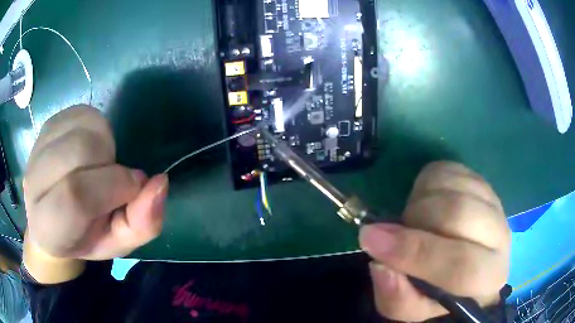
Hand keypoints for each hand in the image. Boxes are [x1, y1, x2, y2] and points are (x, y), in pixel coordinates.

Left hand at [23, 106, 167, 282]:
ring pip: (81, 127)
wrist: (49, 219)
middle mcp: (34, 182)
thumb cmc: (84, 237)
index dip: (112, 187)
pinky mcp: (47, 125)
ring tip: (100, 165)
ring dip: (104, 144)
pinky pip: (81, 113)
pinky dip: (97, 129)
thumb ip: (141, 224)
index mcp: (49, 226)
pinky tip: (91, 149)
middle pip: (78, 151)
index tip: (132, 189)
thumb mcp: (117, 244)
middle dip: (109, 162)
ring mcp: (38, 147)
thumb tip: (160, 183)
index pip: (75, 196)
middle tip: (112, 180)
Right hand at [360, 161, 509, 321]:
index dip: (415, 253)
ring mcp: (494, 203)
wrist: (468, 264)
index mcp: (487, 279)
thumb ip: (397, 297)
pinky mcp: (482, 181)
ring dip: (420, 200)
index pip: (461, 266)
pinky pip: (449, 169)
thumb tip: (380, 264)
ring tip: (414, 220)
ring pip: (452, 186)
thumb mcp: (412, 307)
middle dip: (415, 219)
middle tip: (397, 230)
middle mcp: (500, 237)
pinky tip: (427, 202)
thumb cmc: (440, 292)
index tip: (371, 240)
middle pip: (458, 214)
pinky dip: (427, 183)